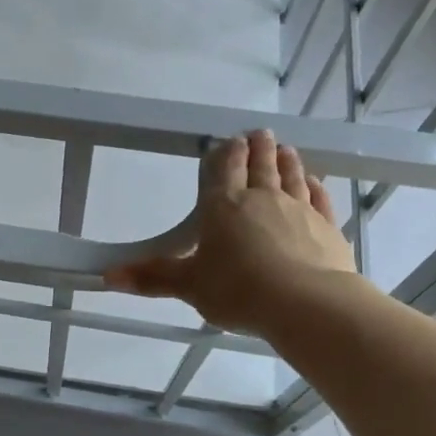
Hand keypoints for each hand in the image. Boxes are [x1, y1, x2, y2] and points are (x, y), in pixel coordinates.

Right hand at [105, 129, 358, 333]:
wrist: (304, 303)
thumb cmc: (238, 290)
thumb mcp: (188, 286)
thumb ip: (152, 277)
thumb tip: (107, 276)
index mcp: (224, 207)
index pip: (224, 172)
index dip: (227, 154)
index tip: (231, 139)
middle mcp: (262, 200)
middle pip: (260, 166)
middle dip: (258, 149)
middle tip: (260, 133)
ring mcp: (299, 210)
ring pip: (292, 177)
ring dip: (288, 162)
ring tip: (285, 149)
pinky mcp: (327, 228)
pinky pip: (321, 201)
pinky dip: (317, 189)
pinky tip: (317, 183)